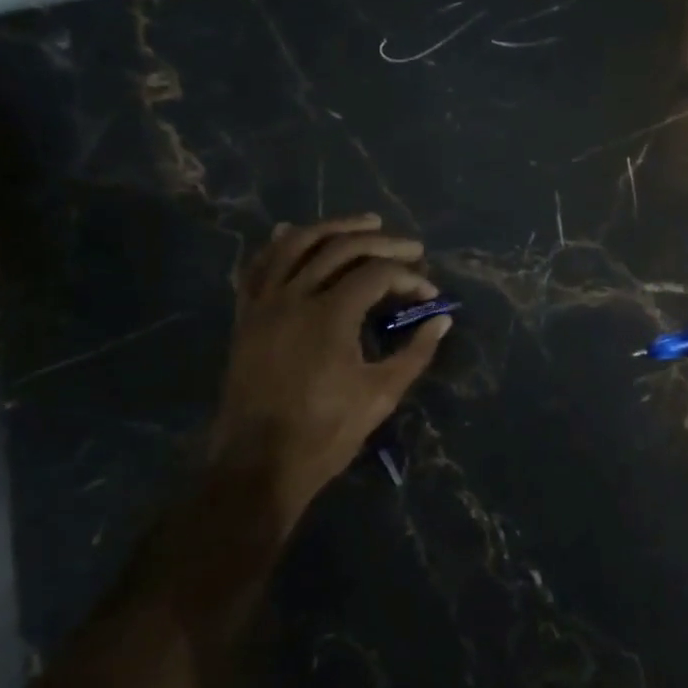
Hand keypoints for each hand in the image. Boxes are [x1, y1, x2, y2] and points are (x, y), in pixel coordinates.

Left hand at [209, 213, 450, 534]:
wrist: (257, 463)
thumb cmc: (325, 432)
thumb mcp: (381, 394)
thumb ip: (415, 352)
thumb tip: (441, 320)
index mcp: (330, 314)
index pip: (377, 275)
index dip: (409, 277)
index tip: (429, 293)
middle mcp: (294, 296)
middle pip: (341, 249)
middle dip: (382, 243)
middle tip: (411, 247)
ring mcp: (264, 304)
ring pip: (295, 245)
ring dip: (332, 228)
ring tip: (364, 223)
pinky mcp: (246, 317)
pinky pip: (258, 268)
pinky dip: (278, 246)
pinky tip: (291, 233)